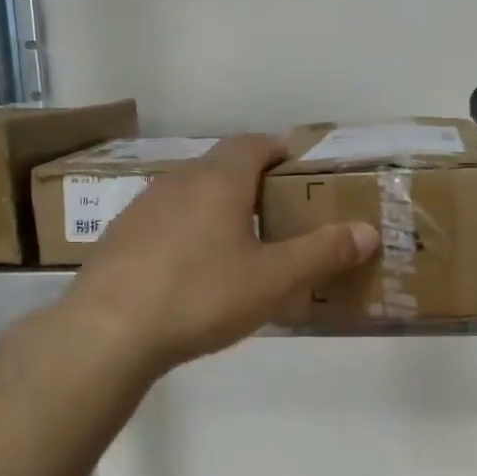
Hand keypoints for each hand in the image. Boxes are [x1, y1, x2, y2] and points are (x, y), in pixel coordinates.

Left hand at [64, 135, 376, 378]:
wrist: (108, 332)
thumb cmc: (200, 295)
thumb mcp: (272, 279)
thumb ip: (322, 253)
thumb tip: (368, 231)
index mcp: (218, 180)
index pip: (253, 143)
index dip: (280, 149)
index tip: (301, 169)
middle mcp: (177, 182)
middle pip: (222, 166)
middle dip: (253, 181)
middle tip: (280, 212)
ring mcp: (142, 208)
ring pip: (190, 194)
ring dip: (218, 207)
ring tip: (240, 243)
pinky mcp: (119, 238)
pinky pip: (165, 222)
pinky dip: (187, 232)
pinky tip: (192, 271)